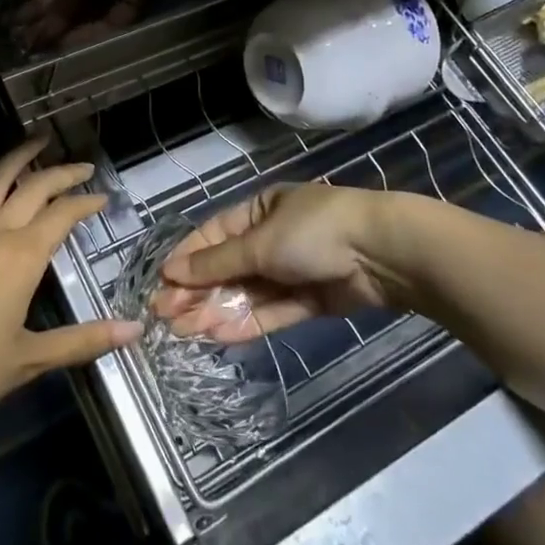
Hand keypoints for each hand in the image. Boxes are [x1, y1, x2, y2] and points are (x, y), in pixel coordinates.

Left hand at [0, 136, 141, 433]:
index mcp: (22, 257)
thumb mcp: (30, 359)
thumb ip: (84, 340)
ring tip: (36, 141)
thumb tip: (136, 330)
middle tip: (82, 166)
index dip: (85, 203)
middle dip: (61, 172)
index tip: (102, 197)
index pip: (62, 215)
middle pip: (33, 187)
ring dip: (18, 157)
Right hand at [154, 184, 404, 342]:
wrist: (382, 254)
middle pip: (228, 267)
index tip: (162, 283)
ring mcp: (292, 270)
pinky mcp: (310, 300)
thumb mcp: (260, 242)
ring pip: (247, 293)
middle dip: (198, 291)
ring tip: (184, 332)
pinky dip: (247, 322)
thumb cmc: (314, 231)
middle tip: (165, 317)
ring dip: (217, 310)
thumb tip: (172, 271)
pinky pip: (271, 311)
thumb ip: (218, 262)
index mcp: (260, 210)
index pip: (214, 235)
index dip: (188, 259)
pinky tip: (218, 335)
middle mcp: (272, 238)